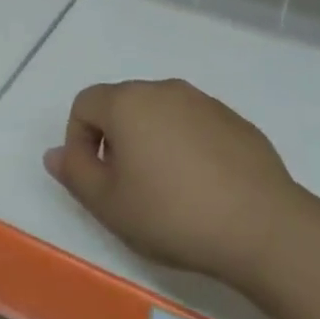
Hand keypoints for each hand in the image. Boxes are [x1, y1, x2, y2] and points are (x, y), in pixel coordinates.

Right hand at [43, 79, 313, 291]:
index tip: (94, 178)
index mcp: (127, 102)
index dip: (79, 140)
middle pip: (122, 105)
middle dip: (115, 140)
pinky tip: (203, 188)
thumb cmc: (173, 214)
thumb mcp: (109, 205)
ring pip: (160, 114)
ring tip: (166, 189)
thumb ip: (75, 174)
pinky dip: (187, 147)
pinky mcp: (236, 122)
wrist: (265, 228)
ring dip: (151, 141)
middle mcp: (163, 90)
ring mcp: (204, 102)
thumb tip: (55, 154)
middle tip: (127, 186)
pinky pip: (195, 126)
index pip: (84, 104)